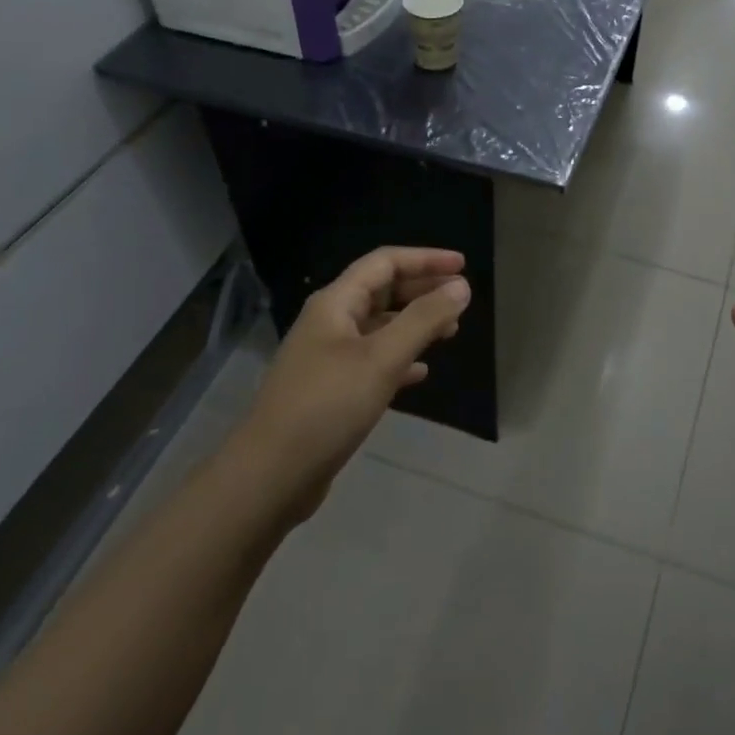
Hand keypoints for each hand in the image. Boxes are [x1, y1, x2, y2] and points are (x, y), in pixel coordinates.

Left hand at [234, 247, 470, 523]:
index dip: (425, 259)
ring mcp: (327, 358)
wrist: (271, 475)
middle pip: (381, 291)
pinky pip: (372, 361)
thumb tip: (461, 286)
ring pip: (379, 327)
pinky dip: (399, 359)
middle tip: (461, 298)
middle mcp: (329, 323)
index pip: (384, 263)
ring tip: (450, 331)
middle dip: (422, 290)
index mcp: (335, 304)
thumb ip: (424, 319)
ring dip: (414, 324)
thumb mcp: (382, 358)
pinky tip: (421, 373)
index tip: (464, 266)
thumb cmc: (328, 406)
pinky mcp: (330, 390)